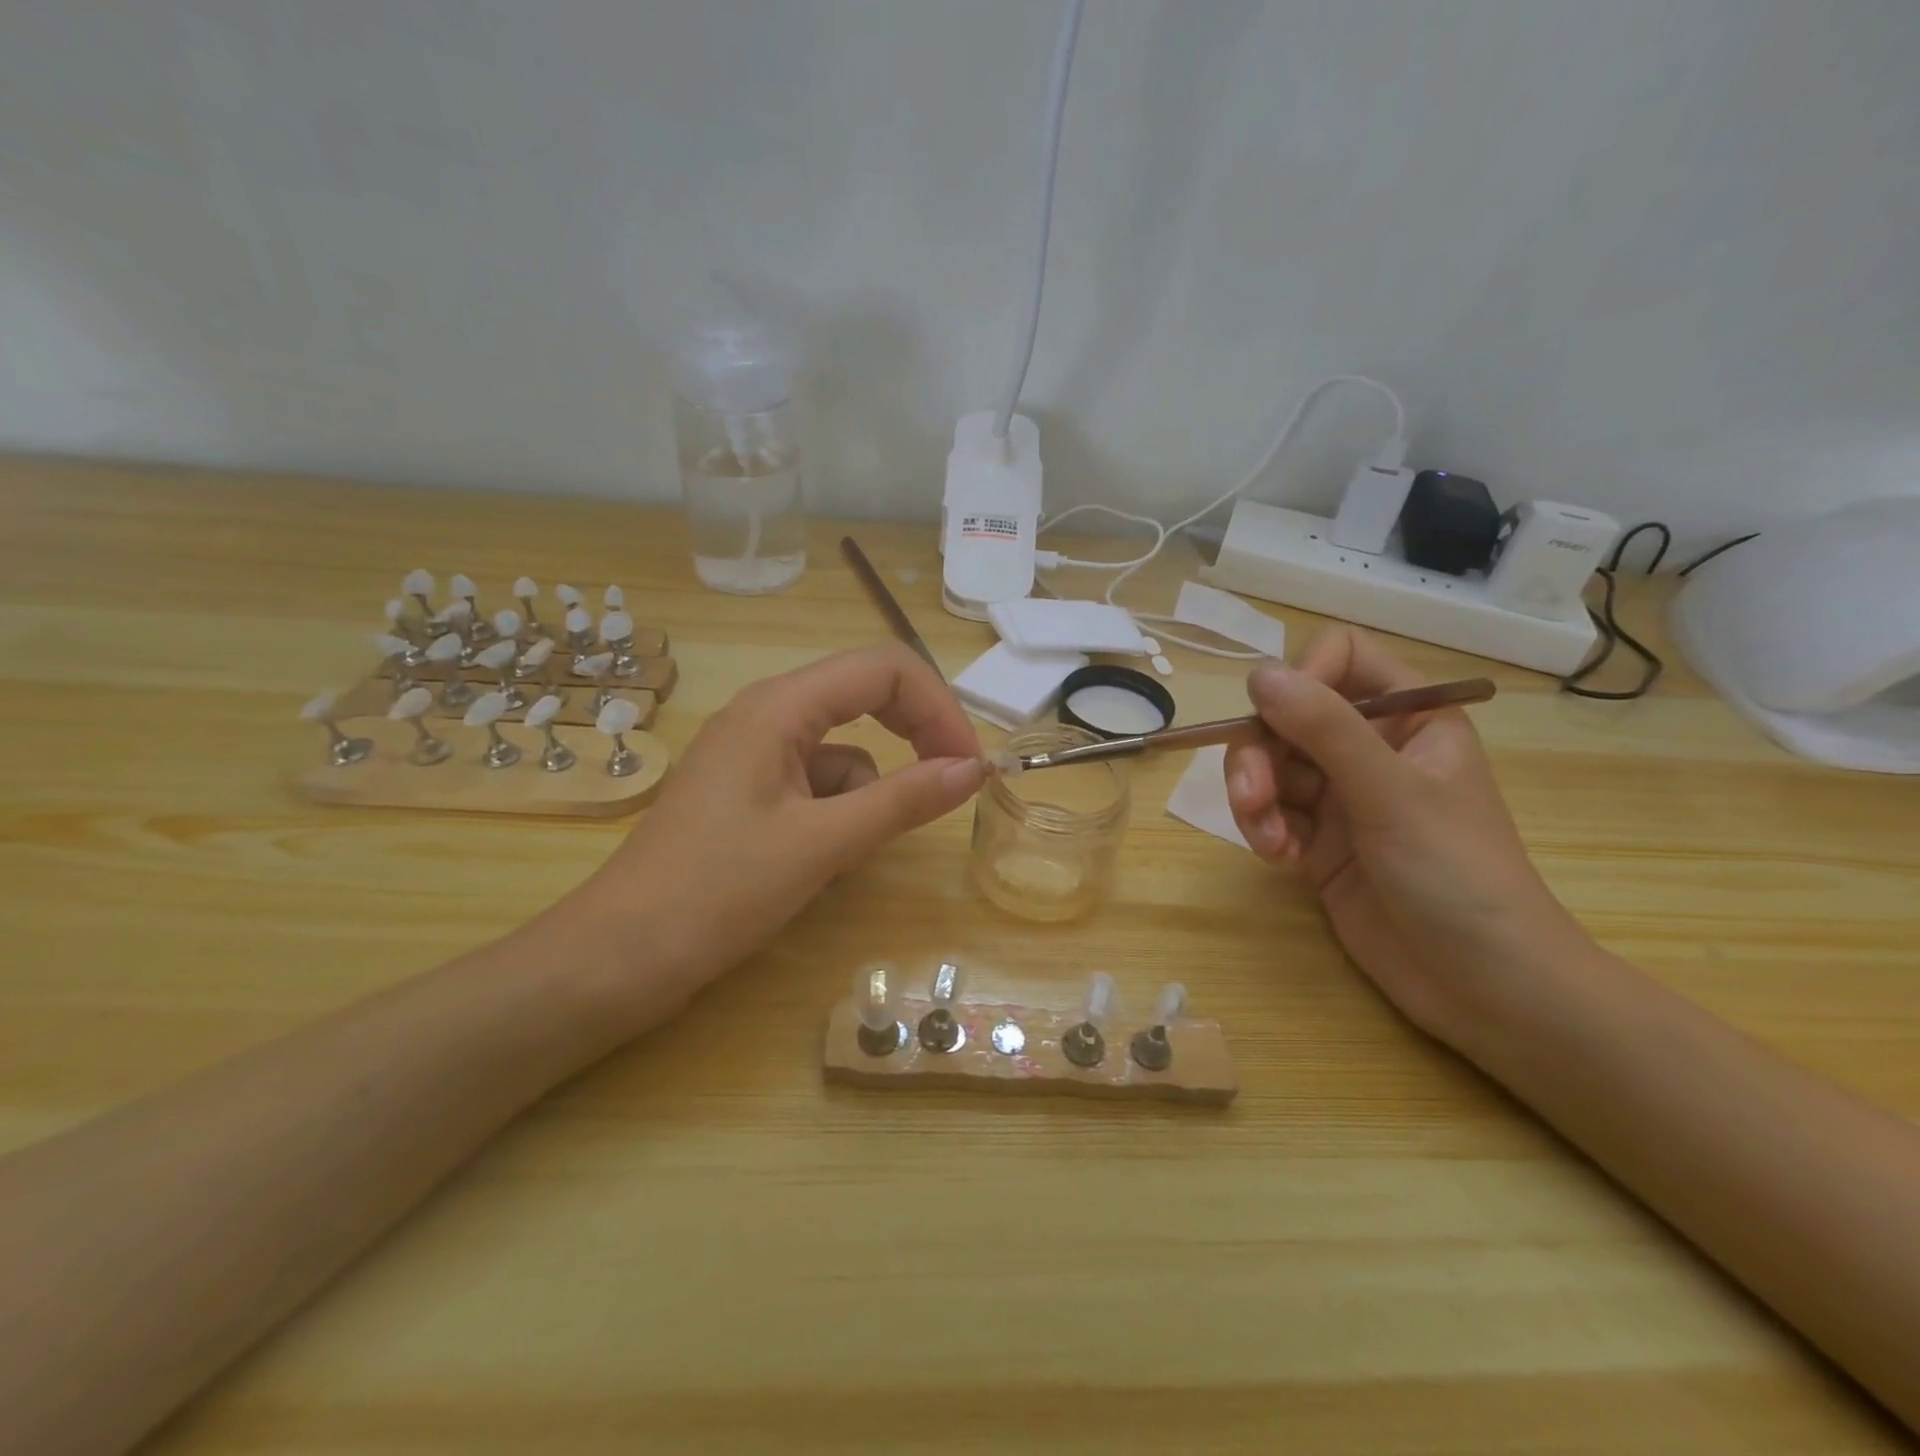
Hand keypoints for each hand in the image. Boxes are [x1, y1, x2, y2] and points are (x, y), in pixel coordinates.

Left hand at [570, 643, 983, 1004]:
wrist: (619, 957)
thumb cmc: (716, 893)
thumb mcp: (822, 845)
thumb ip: (903, 801)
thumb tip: (973, 769)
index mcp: (778, 707)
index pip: (884, 668)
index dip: (938, 707)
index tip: (968, 765)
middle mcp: (766, 714)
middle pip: (865, 696)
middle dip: (914, 736)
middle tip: (948, 785)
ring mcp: (755, 753)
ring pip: (844, 749)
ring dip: (868, 792)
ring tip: (847, 854)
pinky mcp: (750, 791)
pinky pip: (817, 783)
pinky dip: (838, 814)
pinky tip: (820, 863)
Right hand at [1223, 627, 1594, 1052]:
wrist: (1483, 986)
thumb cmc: (1457, 875)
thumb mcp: (1391, 793)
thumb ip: (1324, 728)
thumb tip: (1258, 672)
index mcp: (1409, 717)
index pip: (1340, 658)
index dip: (1302, 679)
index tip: (1278, 719)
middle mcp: (1372, 747)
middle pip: (1288, 716)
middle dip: (1261, 754)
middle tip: (1252, 796)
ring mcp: (1343, 796)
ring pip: (1270, 766)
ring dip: (1254, 798)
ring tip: (1266, 839)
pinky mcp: (1318, 841)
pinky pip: (1271, 813)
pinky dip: (1264, 831)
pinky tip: (1279, 860)